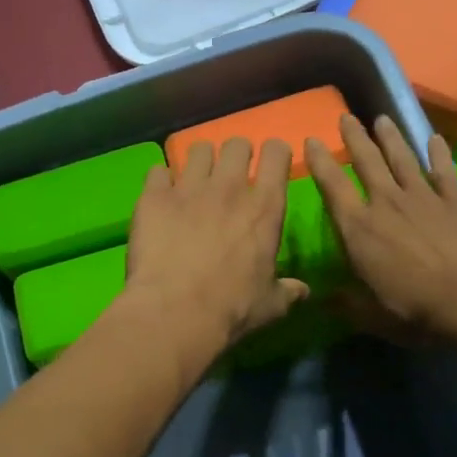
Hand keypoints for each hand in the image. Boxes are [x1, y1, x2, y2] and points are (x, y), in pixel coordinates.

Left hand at [123, 137, 307, 358]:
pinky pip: (157, 171)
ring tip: (194, 181)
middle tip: (230, 174)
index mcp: (264, 208)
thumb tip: (303, 291)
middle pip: (236, 144)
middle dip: (235, 154)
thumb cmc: (232, 308)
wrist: (175, 312)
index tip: (271, 163)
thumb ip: (287, 291)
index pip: (277, 154)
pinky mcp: (153, 197)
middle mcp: (228, 187)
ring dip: (199, 162)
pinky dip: (160, 182)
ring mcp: (188, 188)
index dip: (275, 153)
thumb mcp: (270, 305)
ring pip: (197, 149)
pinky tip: (160, 199)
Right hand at [306, 114, 456, 344]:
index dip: (319, 162)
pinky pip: (444, 171)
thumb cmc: (417, 311)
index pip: (332, 187)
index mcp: (359, 230)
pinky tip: (435, 139)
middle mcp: (386, 204)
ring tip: (381, 118)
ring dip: (390, 137)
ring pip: (402, 158)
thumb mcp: (373, 317)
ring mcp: (423, 198)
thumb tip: (322, 299)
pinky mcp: (455, 201)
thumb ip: (346, 305)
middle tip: (345, 117)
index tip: (310, 141)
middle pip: (367, 162)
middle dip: (354, 138)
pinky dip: (439, 154)